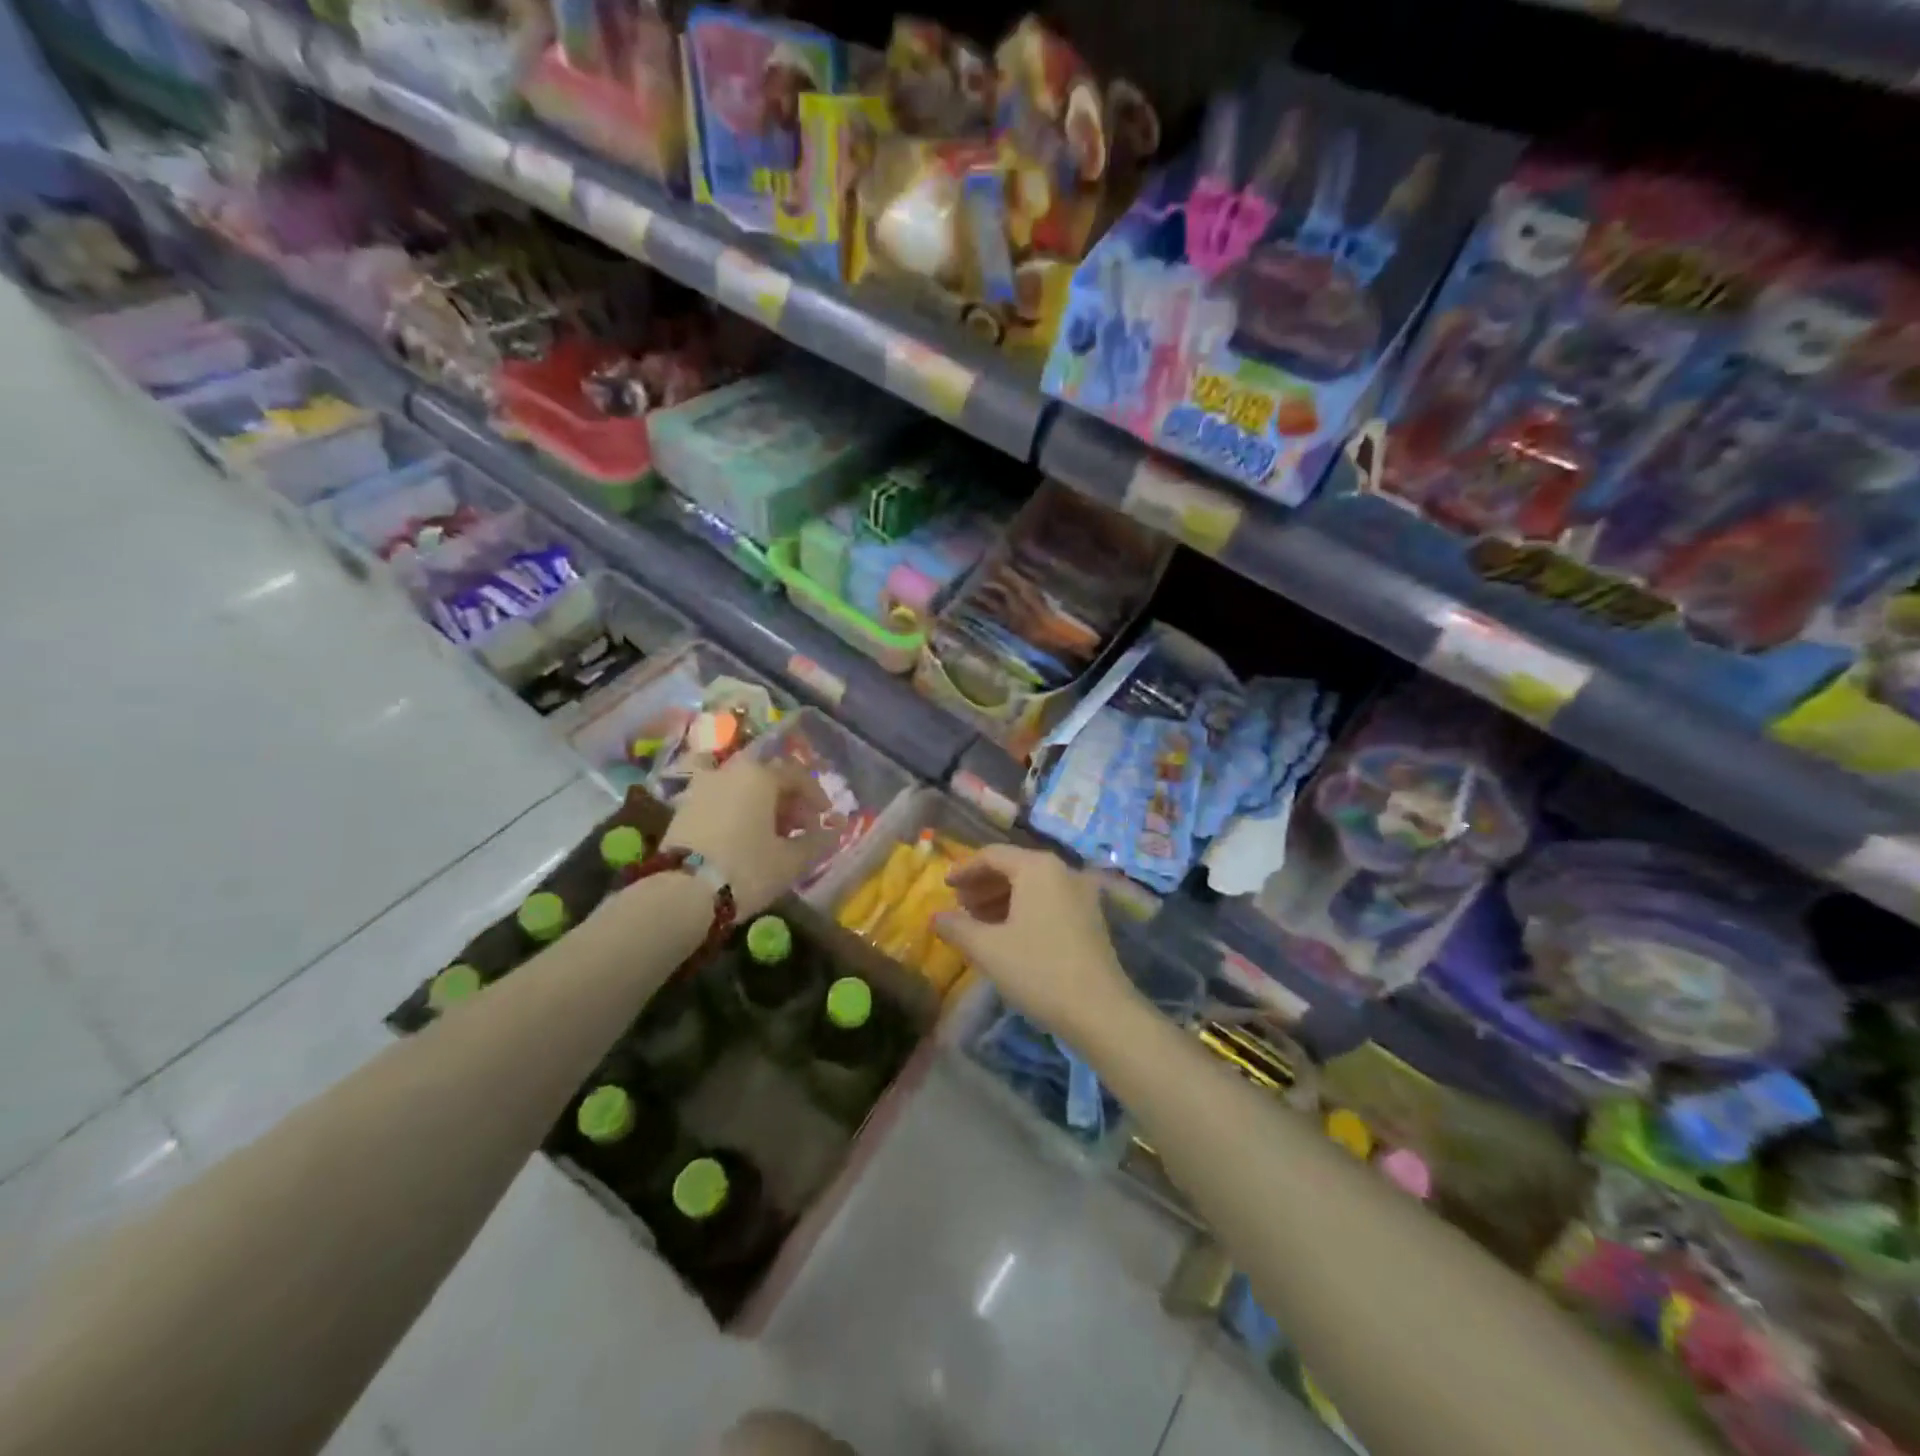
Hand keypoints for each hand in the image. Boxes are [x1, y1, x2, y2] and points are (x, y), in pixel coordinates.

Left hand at [663, 756, 837, 918]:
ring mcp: (701, 786)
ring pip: (739, 786)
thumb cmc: (746, 869)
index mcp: (759, 775)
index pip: (796, 775)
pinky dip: (733, 809)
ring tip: (768, 832)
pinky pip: (717, 799)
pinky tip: (739, 834)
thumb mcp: (791, 860)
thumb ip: (817, 842)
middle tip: (798, 827)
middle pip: (766, 777)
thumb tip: (833, 832)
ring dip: (758, 803)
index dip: (815, 795)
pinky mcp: (681, 808)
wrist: (682, 892)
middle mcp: (729, 771)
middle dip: (787, 799)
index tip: (825, 817)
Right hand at [933, 844, 1135, 1040]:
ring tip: (978, 923)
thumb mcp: (988, 949)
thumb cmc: (1038, 970)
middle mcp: (1063, 871)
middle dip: (983, 885)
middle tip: (960, 906)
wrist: (1100, 1010)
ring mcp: (1081, 894)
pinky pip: (1049, 901)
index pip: (992, 855)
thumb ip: (957, 927)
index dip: (964, 869)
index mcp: (1038, 867)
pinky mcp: (1091, 917)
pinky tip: (1008, 934)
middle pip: (1015, 867)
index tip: (945, 886)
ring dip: (1002, 898)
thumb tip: (936, 917)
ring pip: (1033, 886)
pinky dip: (1024, 909)